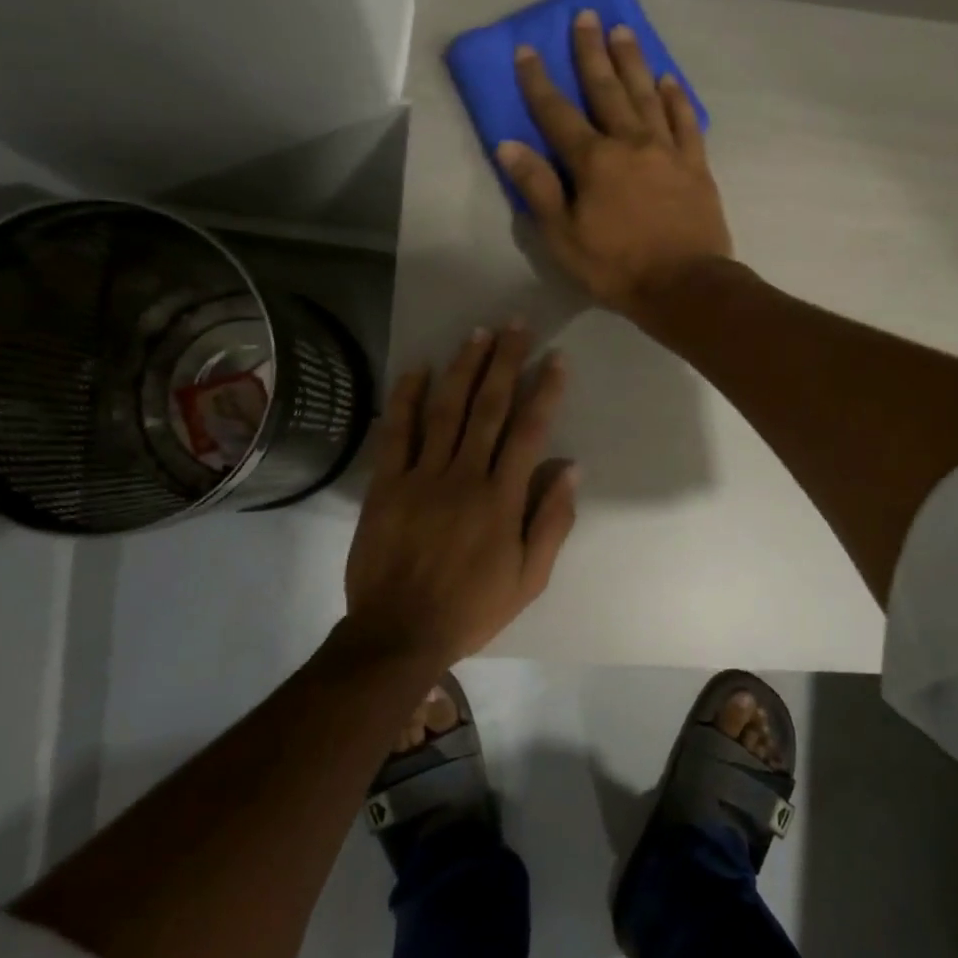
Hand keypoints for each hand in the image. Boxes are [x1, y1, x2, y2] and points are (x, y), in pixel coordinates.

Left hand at [343, 323, 577, 668]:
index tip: (556, 359)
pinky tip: (417, 368)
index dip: (545, 391)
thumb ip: (551, 521)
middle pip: (489, 407)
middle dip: (505, 362)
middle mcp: (464, 475)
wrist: (399, 632)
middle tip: (516, 325)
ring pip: (446, 409)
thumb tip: (571, 468)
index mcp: (502, 498)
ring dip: (464, 368)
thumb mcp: (529, 578)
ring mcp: (421, 476)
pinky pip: (397, 432)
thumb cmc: (472, 608)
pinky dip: (406, 397)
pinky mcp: (386, 483)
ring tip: (478, 334)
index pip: (529, 431)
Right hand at [496, 10, 734, 321]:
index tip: (526, 48)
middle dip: (591, 52)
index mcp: (593, 161)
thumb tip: (509, 145)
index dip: (538, 81)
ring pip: (647, 95)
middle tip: (585, 16)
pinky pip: (685, 122)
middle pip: (607, 89)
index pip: (557, 113)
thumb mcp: (564, 238)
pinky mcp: (696, 165)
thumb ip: (538, 189)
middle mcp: (630, 142)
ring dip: (633, 62)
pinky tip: (669, 80)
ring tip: (623, 32)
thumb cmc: (617, 268)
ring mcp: (667, 151)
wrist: (685, 286)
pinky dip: (676, 98)